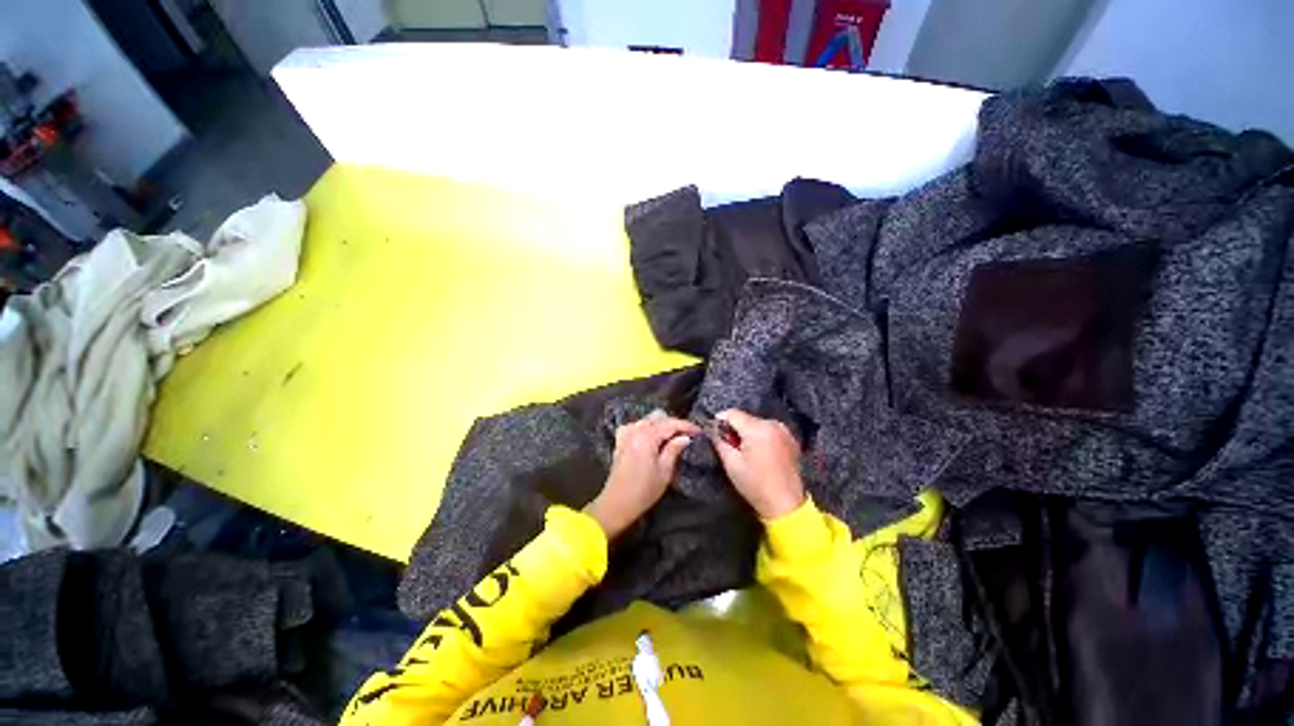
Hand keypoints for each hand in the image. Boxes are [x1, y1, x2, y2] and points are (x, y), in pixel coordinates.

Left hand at [585, 411, 698, 538]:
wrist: (616, 503)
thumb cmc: (643, 491)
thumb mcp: (664, 472)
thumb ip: (673, 450)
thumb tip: (685, 437)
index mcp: (646, 436)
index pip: (671, 423)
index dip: (687, 426)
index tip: (699, 431)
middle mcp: (635, 430)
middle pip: (659, 417)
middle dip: (674, 424)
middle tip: (687, 435)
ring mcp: (626, 433)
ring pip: (648, 419)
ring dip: (661, 425)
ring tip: (673, 437)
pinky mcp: (620, 440)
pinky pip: (637, 425)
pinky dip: (647, 427)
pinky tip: (653, 438)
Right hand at [709, 410, 804, 519]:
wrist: (786, 505)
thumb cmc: (755, 485)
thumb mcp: (731, 463)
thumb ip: (719, 441)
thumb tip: (712, 428)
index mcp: (758, 429)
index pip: (732, 413)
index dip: (720, 421)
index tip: (715, 433)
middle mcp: (773, 424)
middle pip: (745, 418)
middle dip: (735, 429)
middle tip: (731, 447)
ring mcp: (784, 431)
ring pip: (757, 423)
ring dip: (748, 433)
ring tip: (746, 452)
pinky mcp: (791, 439)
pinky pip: (769, 430)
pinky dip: (761, 437)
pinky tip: (760, 454)